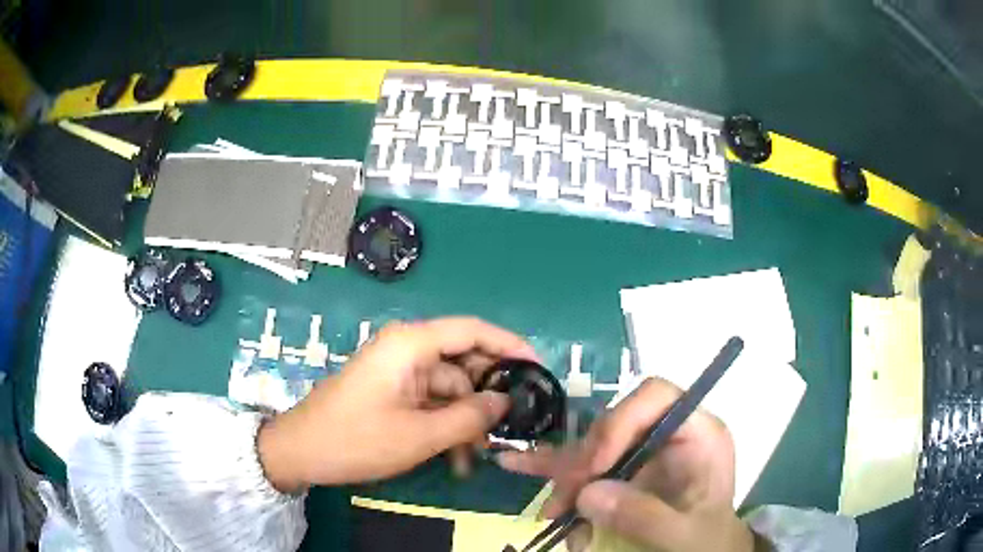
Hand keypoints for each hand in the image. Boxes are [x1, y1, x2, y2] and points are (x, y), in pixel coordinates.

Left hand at [257, 317, 537, 492]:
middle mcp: (408, 351)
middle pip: (463, 362)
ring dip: (466, 421)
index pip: (472, 330)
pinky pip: (431, 403)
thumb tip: (506, 401)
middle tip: (514, 424)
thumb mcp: (419, 435)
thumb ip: (469, 417)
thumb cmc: (356, 439)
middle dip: (487, 395)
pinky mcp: (394, 393)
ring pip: (450, 389)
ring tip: (481, 456)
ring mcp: (399, 373)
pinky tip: (456, 459)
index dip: (509, 345)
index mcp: (411, 345)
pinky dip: (446, 426)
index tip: (538, 368)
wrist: (301, 453)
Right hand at [497, 378, 755, 551]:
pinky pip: (582, 466)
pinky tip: (513, 463)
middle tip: (565, 501)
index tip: (596, 466)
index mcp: (696, 435)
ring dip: (566, 479)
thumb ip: (643, 515)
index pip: (657, 398)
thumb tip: (587, 494)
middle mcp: (666, 436)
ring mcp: (641, 453)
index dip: (621, 421)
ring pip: (592, 448)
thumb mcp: (684, 534)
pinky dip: (552, 471)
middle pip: (615, 425)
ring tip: (552, 512)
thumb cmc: (705, 542)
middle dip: (584, 462)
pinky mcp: (621, 473)